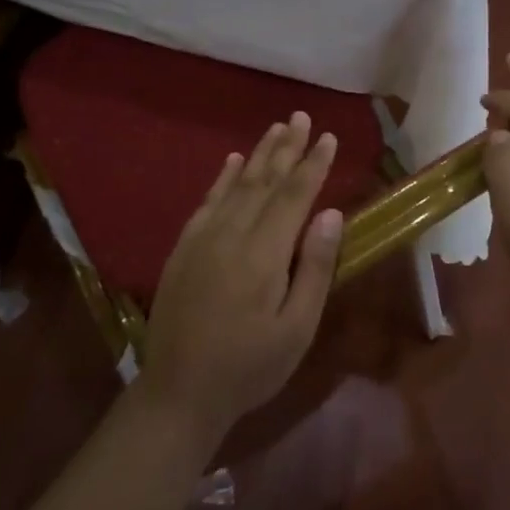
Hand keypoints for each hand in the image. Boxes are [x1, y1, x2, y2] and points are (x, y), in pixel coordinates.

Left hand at [139, 113, 344, 444]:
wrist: (178, 392)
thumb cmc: (249, 367)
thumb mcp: (295, 330)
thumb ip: (313, 269)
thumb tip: (330, 213)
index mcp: (264, 254)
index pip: (294, 196)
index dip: (313, 165)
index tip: (329, 137)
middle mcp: (232, 234)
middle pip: (265, 181)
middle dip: (287, 147)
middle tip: (301, 117)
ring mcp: (203, 238)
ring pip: (237, 184)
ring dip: (259, 154)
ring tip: (276, 128)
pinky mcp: (184, 248)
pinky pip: (207, 201)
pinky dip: (222, 178)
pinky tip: (232, 161)